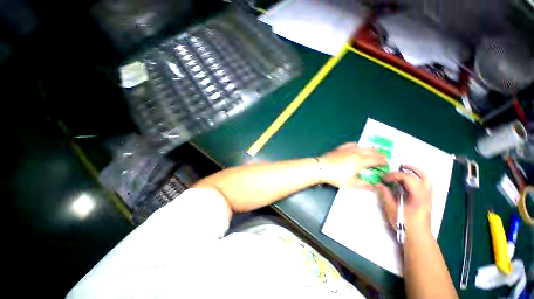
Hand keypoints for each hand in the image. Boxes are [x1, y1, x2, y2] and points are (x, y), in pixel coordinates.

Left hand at [318, 142, 386, 187]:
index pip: (376, 160)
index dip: (383, 161)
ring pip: (362, 146)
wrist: (321, 168)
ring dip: (370, 148)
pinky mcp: (340, 148)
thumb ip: (364, 184)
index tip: (386, 163)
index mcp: (361, 161)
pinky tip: (357, 146)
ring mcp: (347, 149)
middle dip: (379, 154)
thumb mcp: (351, 183)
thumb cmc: (336, 176)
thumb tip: (374, 186)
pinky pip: (351, 144)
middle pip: (370, 151)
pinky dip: (357, 145)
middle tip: (383, 156)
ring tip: (374, 150)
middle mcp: (356, 152)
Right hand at [376, 165, 432, 231]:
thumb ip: (385, 195)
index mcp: (418, 196)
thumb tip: (378, 184)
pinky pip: (425, 185)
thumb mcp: (392, 209)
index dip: (394, 175)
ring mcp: (428, 197)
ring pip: (427, 180)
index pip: (408, 178)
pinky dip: (418, 179)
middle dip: (411, 169)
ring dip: (417, 173)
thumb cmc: (405, 224)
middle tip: (399, 166)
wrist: (418, 237)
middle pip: (423, 176)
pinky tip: (409, 182)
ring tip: (405, 170)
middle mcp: (426, 194)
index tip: (384, 178)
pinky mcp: (427, 200)